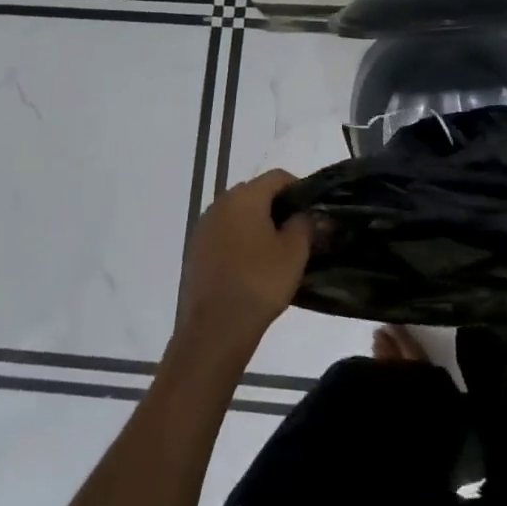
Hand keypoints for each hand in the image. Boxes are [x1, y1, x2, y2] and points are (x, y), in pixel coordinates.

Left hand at [175, 170, 311, 353]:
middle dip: (277, 207)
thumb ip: (305, 224)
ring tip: (275, 251)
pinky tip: (251, 266)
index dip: (298, 189)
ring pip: (237, 215)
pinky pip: (223, 235)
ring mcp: (203, 227)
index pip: (277, 177)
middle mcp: (220, 204)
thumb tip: (306, 215)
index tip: (311, 211)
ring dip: (256, 225)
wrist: (215, 328)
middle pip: (255, 193)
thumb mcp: (295, 252)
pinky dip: (239, 242)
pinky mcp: (194, 251)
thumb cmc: (260, 282)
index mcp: (244, 197)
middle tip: (296, 232)